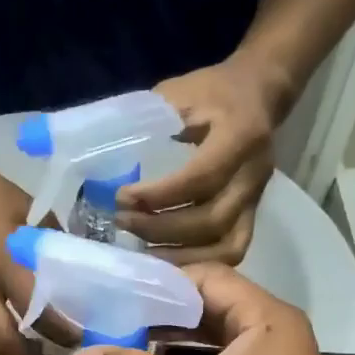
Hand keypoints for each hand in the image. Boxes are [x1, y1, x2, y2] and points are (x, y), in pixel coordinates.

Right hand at [70, 265, 354, 354]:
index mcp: (266, 317)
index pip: (206, 278)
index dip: (160, 282)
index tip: (115, 292)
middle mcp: (268, 335)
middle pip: (204, 310)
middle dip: (156, 317)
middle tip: (107, 322)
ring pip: (205, 345)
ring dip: (164, 349)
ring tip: (116, 351)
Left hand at [117, 59, 284, 263]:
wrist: (259, 92)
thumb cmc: (212, 92)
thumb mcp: (179, 93)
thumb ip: (147, 119)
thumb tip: (95, 147)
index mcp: (240, 136)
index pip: (201, 177)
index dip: (159, 195)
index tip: (122, 197)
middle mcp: (253, 174)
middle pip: (211, 220)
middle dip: (160, 229)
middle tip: (122, 223)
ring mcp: (255, 199)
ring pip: (224, 246)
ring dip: (178, 255)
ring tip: (140, 251)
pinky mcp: (251, 216)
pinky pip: (230, 251)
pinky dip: (198, 263)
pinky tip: (165, 261)